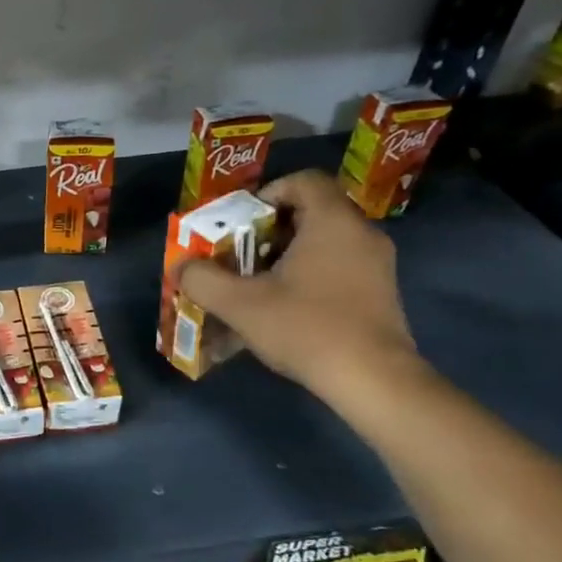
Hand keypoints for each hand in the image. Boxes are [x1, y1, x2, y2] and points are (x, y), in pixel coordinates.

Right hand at [173, 168, 422, 398]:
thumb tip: (179, 266)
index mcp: (332, 221)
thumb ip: (202, 279)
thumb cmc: (306, 328)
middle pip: (312, 212)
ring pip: (325, 242)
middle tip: (242, 255)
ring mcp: (378, 265)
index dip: (268, 194)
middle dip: (271, 230)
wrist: (373, 380)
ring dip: (289, 256)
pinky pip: (340, 267)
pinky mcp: (382, 293)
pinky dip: (311, 275)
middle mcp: (361, 233)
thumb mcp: (240, 304)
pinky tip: (288, 308)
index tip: (243, 224)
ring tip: (259, 284)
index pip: (303, 181)